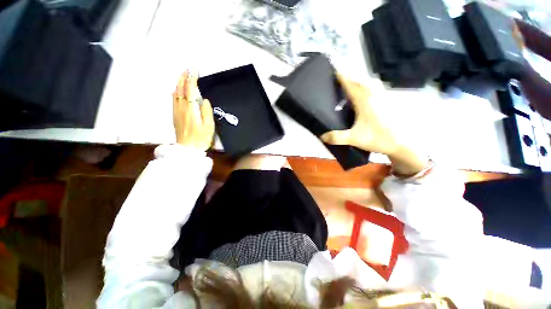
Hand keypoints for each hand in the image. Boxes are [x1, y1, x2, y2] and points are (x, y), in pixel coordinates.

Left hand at [173, 71, 214, 150]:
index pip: (190, 90)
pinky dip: (175, 92)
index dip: (192, 79)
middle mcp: (182, 108)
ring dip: (179, 83)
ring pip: (175, 93)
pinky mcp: (175, 116)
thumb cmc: (201, 138)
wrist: (188, 148)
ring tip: (182, 75)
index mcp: (191, 110)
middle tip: (187, 69)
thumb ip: (207, 112)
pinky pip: (173, 100)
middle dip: (184, 78)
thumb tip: (204, 100)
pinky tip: (176, 90)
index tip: (194, 70)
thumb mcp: (209, 126)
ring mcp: (177, 112)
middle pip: (181, 89)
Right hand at [321, 73, 399, 155]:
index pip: (351, 85)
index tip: (335, 70)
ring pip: (370, 84)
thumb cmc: (377, 138)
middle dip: (350, 78)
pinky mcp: (387, 104)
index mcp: (364, 101)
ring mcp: (382, 99)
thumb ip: (337, 137)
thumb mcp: (354, 139)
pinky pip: (376, 90)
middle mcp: (374, 96)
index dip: (343, 77)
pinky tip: (365, 97)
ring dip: (360, 82)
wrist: (401, 144)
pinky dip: (368, 89)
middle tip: (340, 80)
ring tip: (351, 87)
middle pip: (361, 81)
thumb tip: (322, 136)